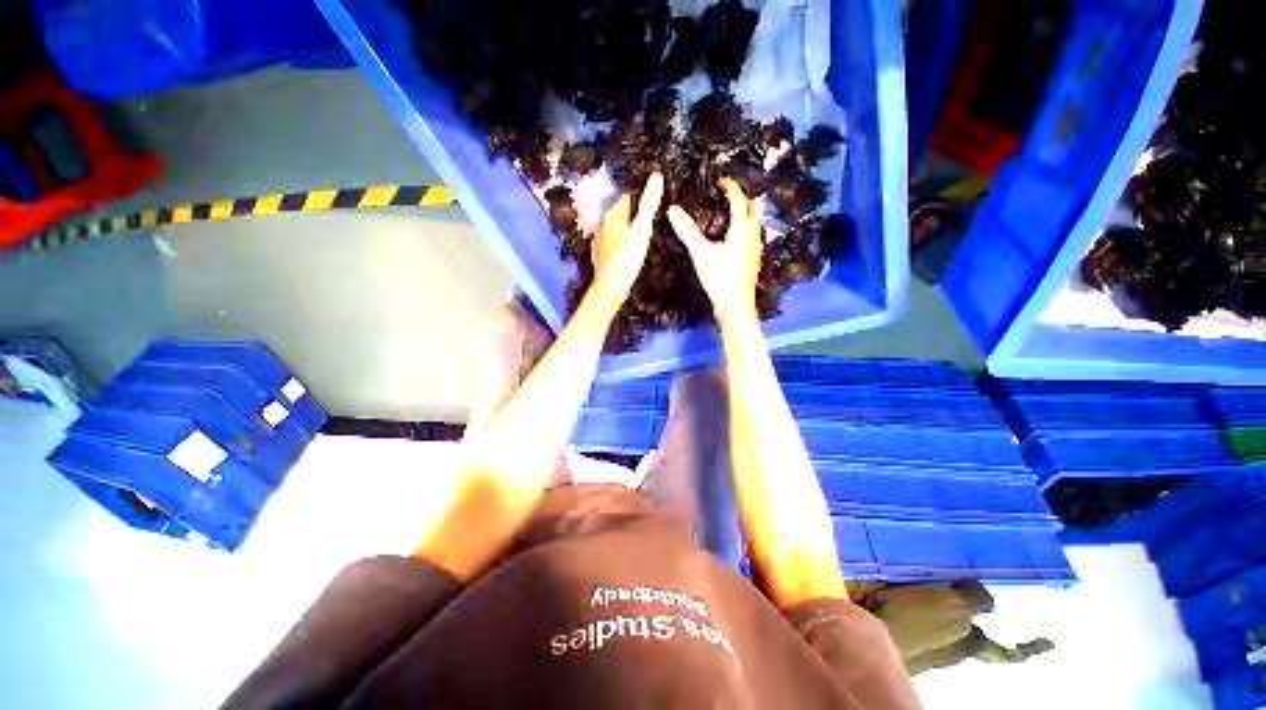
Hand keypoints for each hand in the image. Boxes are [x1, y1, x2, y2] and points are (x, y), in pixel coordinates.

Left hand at [590, 173, 663, 301]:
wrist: (610, 287)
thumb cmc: (626, 259)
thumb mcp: (642, 229)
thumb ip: (648, 205)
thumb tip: (656, 177)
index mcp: (611, 215)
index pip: (625, 195)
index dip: (639, 191)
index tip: (651, 191)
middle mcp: (603, 225)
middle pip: (618, 211)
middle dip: (632, 208)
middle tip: (648, 208)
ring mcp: (600, 241)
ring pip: (614, 227)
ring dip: (625, 224)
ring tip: (640, 227)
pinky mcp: (602, 256)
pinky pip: (612, 242)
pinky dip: (620, 240)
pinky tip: (627, 246)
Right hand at [667, 178, 761, 326]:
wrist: (736, 306)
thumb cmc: (720, 277)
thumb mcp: (701, 252)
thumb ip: (687, 230)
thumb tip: (672, 210)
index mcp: (742, 228)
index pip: (739, 199)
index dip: (731, 187)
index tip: (720, 181)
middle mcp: (753, 234)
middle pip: (751, 209)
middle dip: (740, 199)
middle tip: (724, 196)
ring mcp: (755, 249)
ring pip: (752, 224)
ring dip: (742, 215)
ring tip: (725, 215)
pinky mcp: (752, 261)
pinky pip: (749, 237)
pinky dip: (741, 230)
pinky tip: (729, 240)